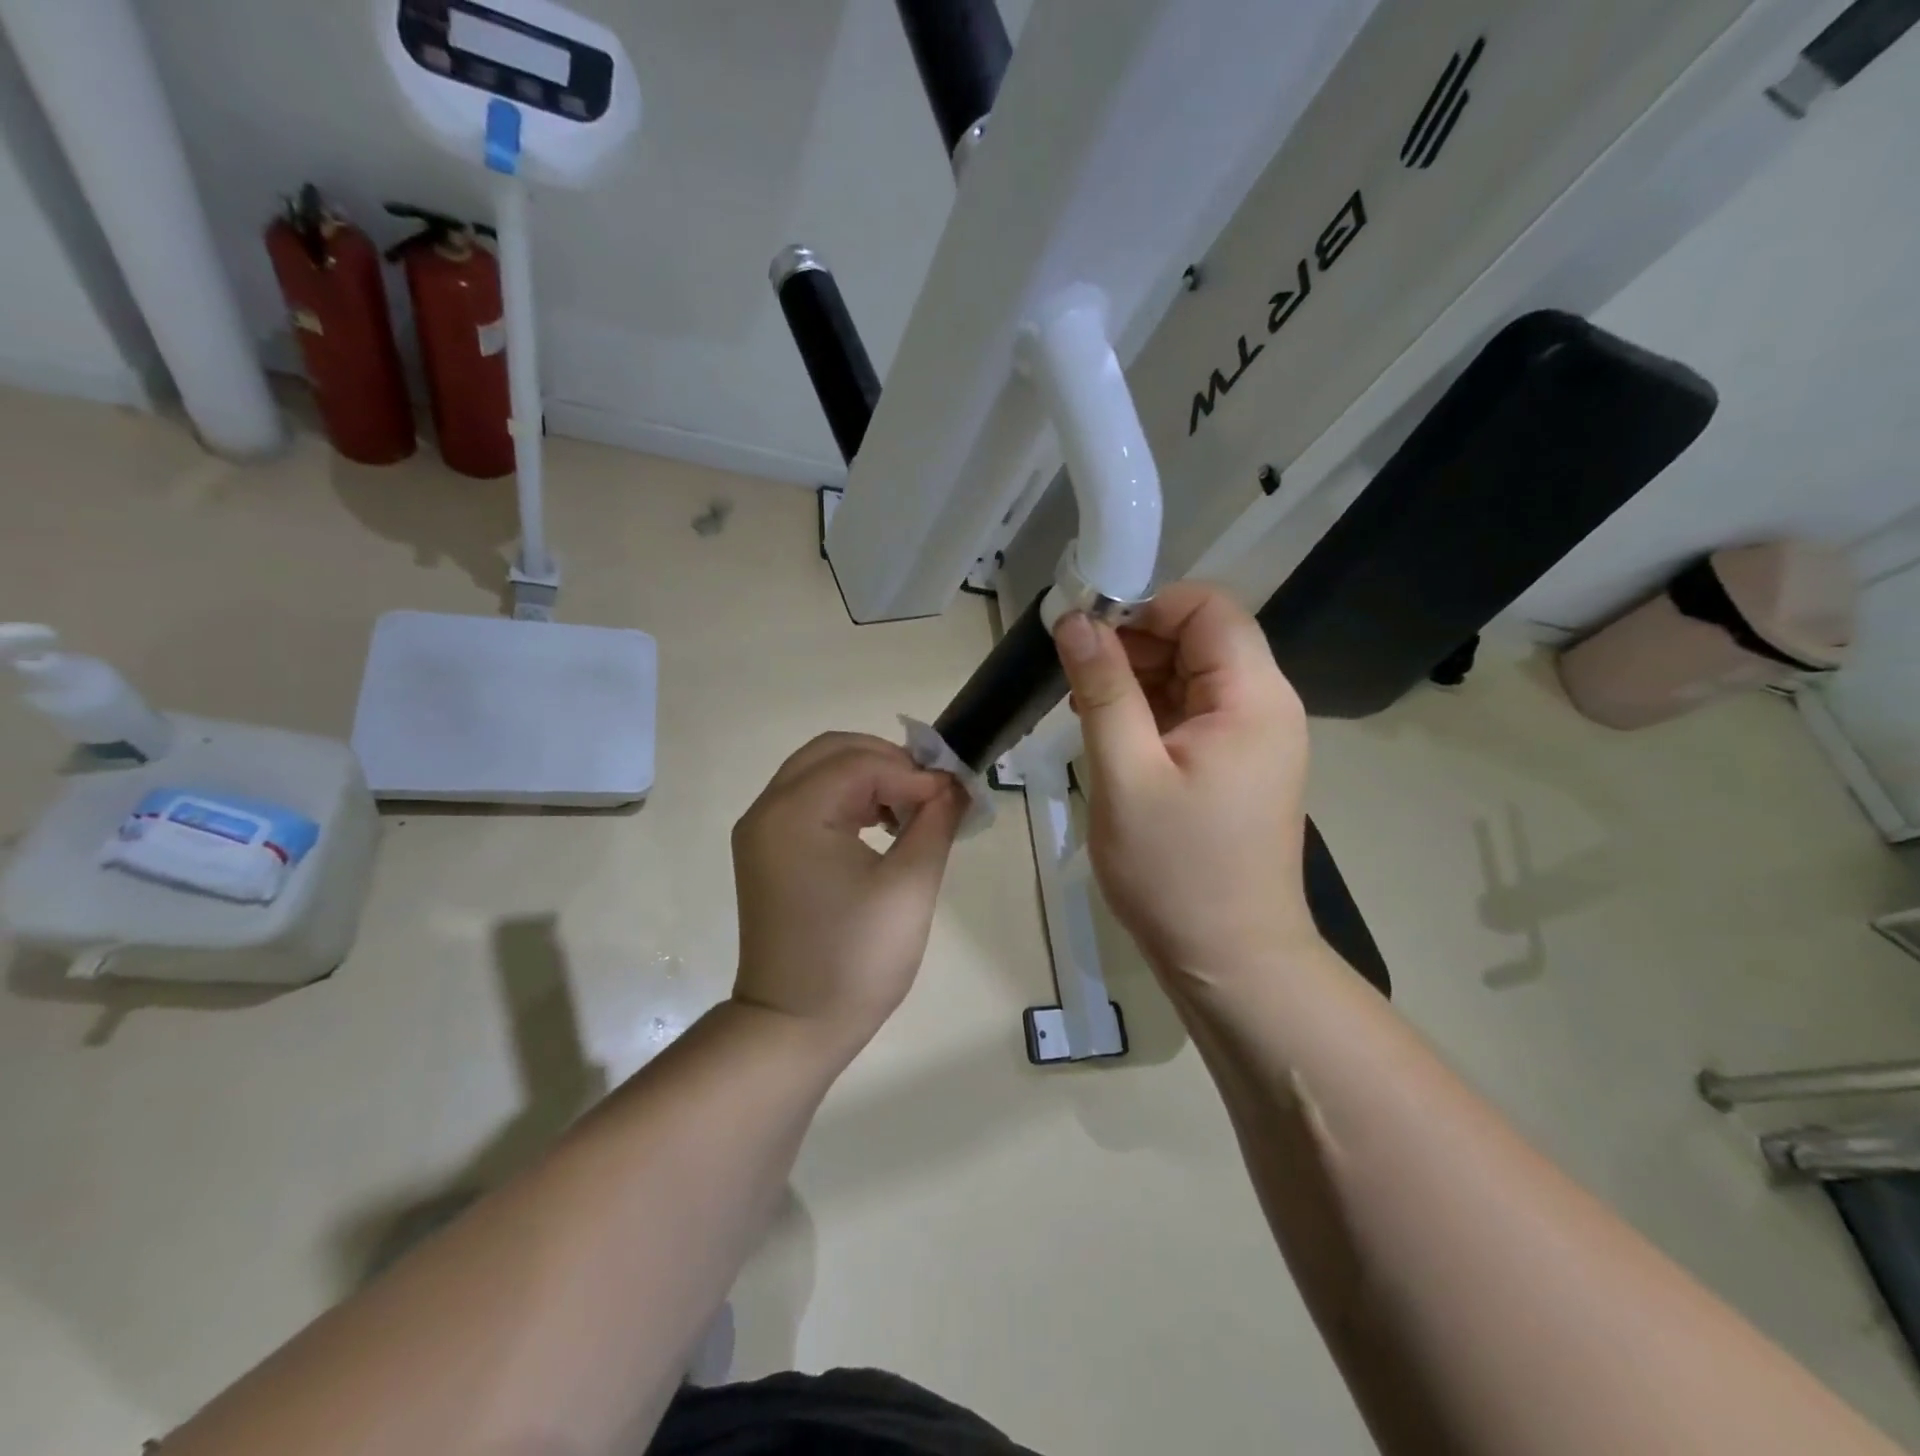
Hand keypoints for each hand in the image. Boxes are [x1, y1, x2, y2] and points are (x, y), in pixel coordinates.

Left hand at [731, 733, 966, 1055]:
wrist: (794, 1027)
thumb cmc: (855, 960)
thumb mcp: (909, 886)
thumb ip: (935, 822)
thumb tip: (954, 786)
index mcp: (795, 813)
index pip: (861, 763)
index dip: (913, 772)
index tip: (954, 796)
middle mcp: (768, 809)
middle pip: (832, 752)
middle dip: (888, 761)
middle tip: (931, 791)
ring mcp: (761, 831)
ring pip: (819, 772)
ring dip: (868, 777)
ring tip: (911, 807)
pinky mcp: (766, 851)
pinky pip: (808, 800)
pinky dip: (846, 798)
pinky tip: (880, 824)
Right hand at [1053, 583, 1317, 986]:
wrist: (1231, 961)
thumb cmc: (1176, 871)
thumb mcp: (1125, 775)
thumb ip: (1102, 689)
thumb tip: (1076, 620)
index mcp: (1252, 698)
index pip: (1207, 608)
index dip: (1145, 607)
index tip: (1087, 636)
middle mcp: (1266, 706)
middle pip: (1201, 638)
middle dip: (1136, 644)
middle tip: (1077, 681)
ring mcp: (1255, 739)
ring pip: (1192, 676)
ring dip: (1138, 681)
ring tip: (1086, 713)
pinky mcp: (1239, 766)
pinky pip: (1193, 714)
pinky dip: (1151, 713)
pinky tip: (1112, 739)